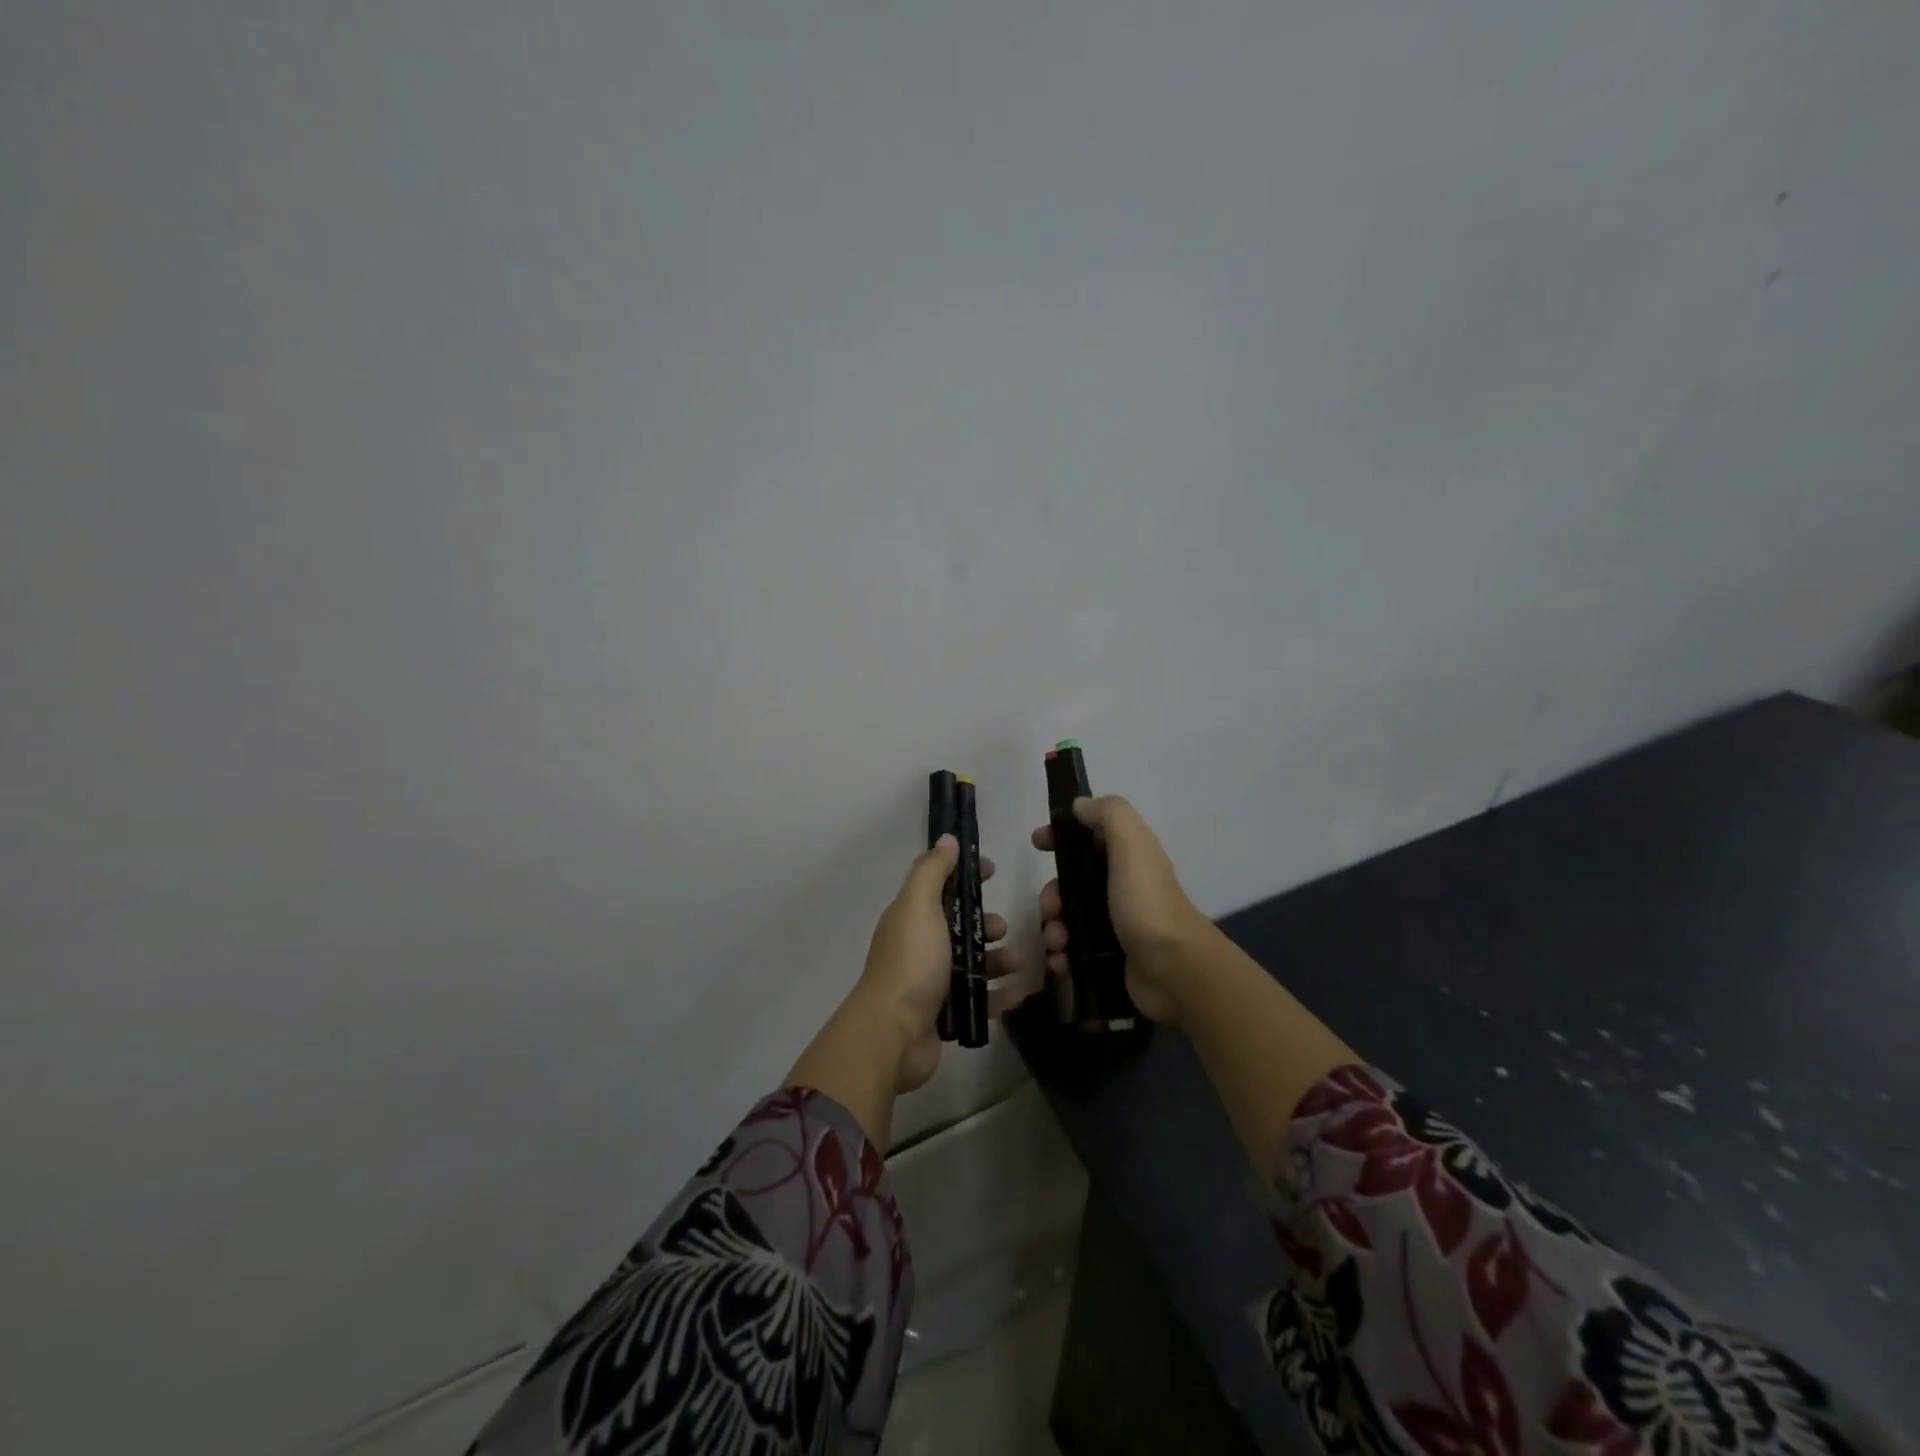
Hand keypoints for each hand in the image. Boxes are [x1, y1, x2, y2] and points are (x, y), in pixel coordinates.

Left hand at [851, 834, 1017, 1092]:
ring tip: (1018, 963)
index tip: (992, 869)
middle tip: (1002, 929)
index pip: (940, 886)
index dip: (965, 875)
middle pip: (959, 926)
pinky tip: (1017, 994)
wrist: (893, 1034)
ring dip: (997, 960)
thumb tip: (947, 838)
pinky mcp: (944, 1015)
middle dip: (985, 923)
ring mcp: (931, 982)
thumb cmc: (911, 962)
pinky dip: (997, 996)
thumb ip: (932, 871)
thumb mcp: (919, 906)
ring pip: (972, 964)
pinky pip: (978, 1000)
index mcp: (910, 917)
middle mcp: (919, 946)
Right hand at [1031, 795, 1211, 1025]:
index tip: (1038, 843)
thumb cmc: (1148, 904)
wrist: (1175, 971)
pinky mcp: (1109, 955)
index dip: (1062, 835)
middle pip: (1072, 880)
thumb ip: (1109, 815)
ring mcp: (1115, 923)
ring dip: (1053, 926)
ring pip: (1068, 916)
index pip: (1089, 835)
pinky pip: (1073, 948)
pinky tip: (1061, 960)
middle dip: (1052, 893)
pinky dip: (1062, 953)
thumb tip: (1080, 805)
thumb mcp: (1132, 847)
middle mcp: (1121, 886)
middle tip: (1050, 908)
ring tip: (1057, 942)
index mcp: (1128, 857)